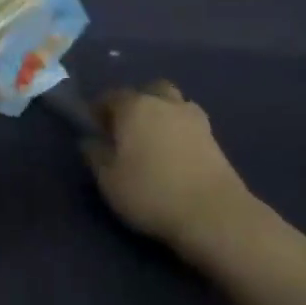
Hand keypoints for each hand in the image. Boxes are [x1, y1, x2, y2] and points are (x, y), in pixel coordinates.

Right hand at [87, 82, 256, 258]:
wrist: (213, 213)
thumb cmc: (150, 192)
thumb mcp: (109, 180)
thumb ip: (95, 155)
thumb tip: (90, 140)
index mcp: (134, 107)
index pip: (111, 96)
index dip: (99, 110)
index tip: (94, 128)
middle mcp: (165, 103)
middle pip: (149, 91)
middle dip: (136, 103)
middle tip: (127, 129)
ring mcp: (194, 118)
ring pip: (173, 104)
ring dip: (162, 114)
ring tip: (154, 141)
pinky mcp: (214, 138)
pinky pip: (190, 124)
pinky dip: (180, 131)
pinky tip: (175, 153)